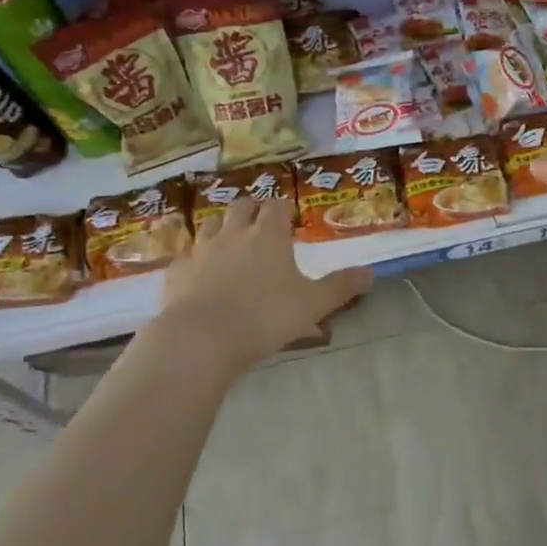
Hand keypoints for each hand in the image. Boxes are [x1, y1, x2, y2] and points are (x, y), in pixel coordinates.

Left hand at [154, 198, 371, 367]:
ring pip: (210, 224)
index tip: (289, 217)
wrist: (201, 339)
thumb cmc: (265, 317)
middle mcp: (234, 234)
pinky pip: (186, 256)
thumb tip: (370, 273)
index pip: (277, 206)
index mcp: (268, 235)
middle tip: (260, 223)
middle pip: (241, 206)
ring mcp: (201, 251)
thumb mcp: (313, 304)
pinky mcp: (176, 273)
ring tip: (230, 242)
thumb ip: (341, 287)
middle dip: (252, 210)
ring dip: (222, 228)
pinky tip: (199, 273)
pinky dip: (195, 258)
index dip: (284, 208)